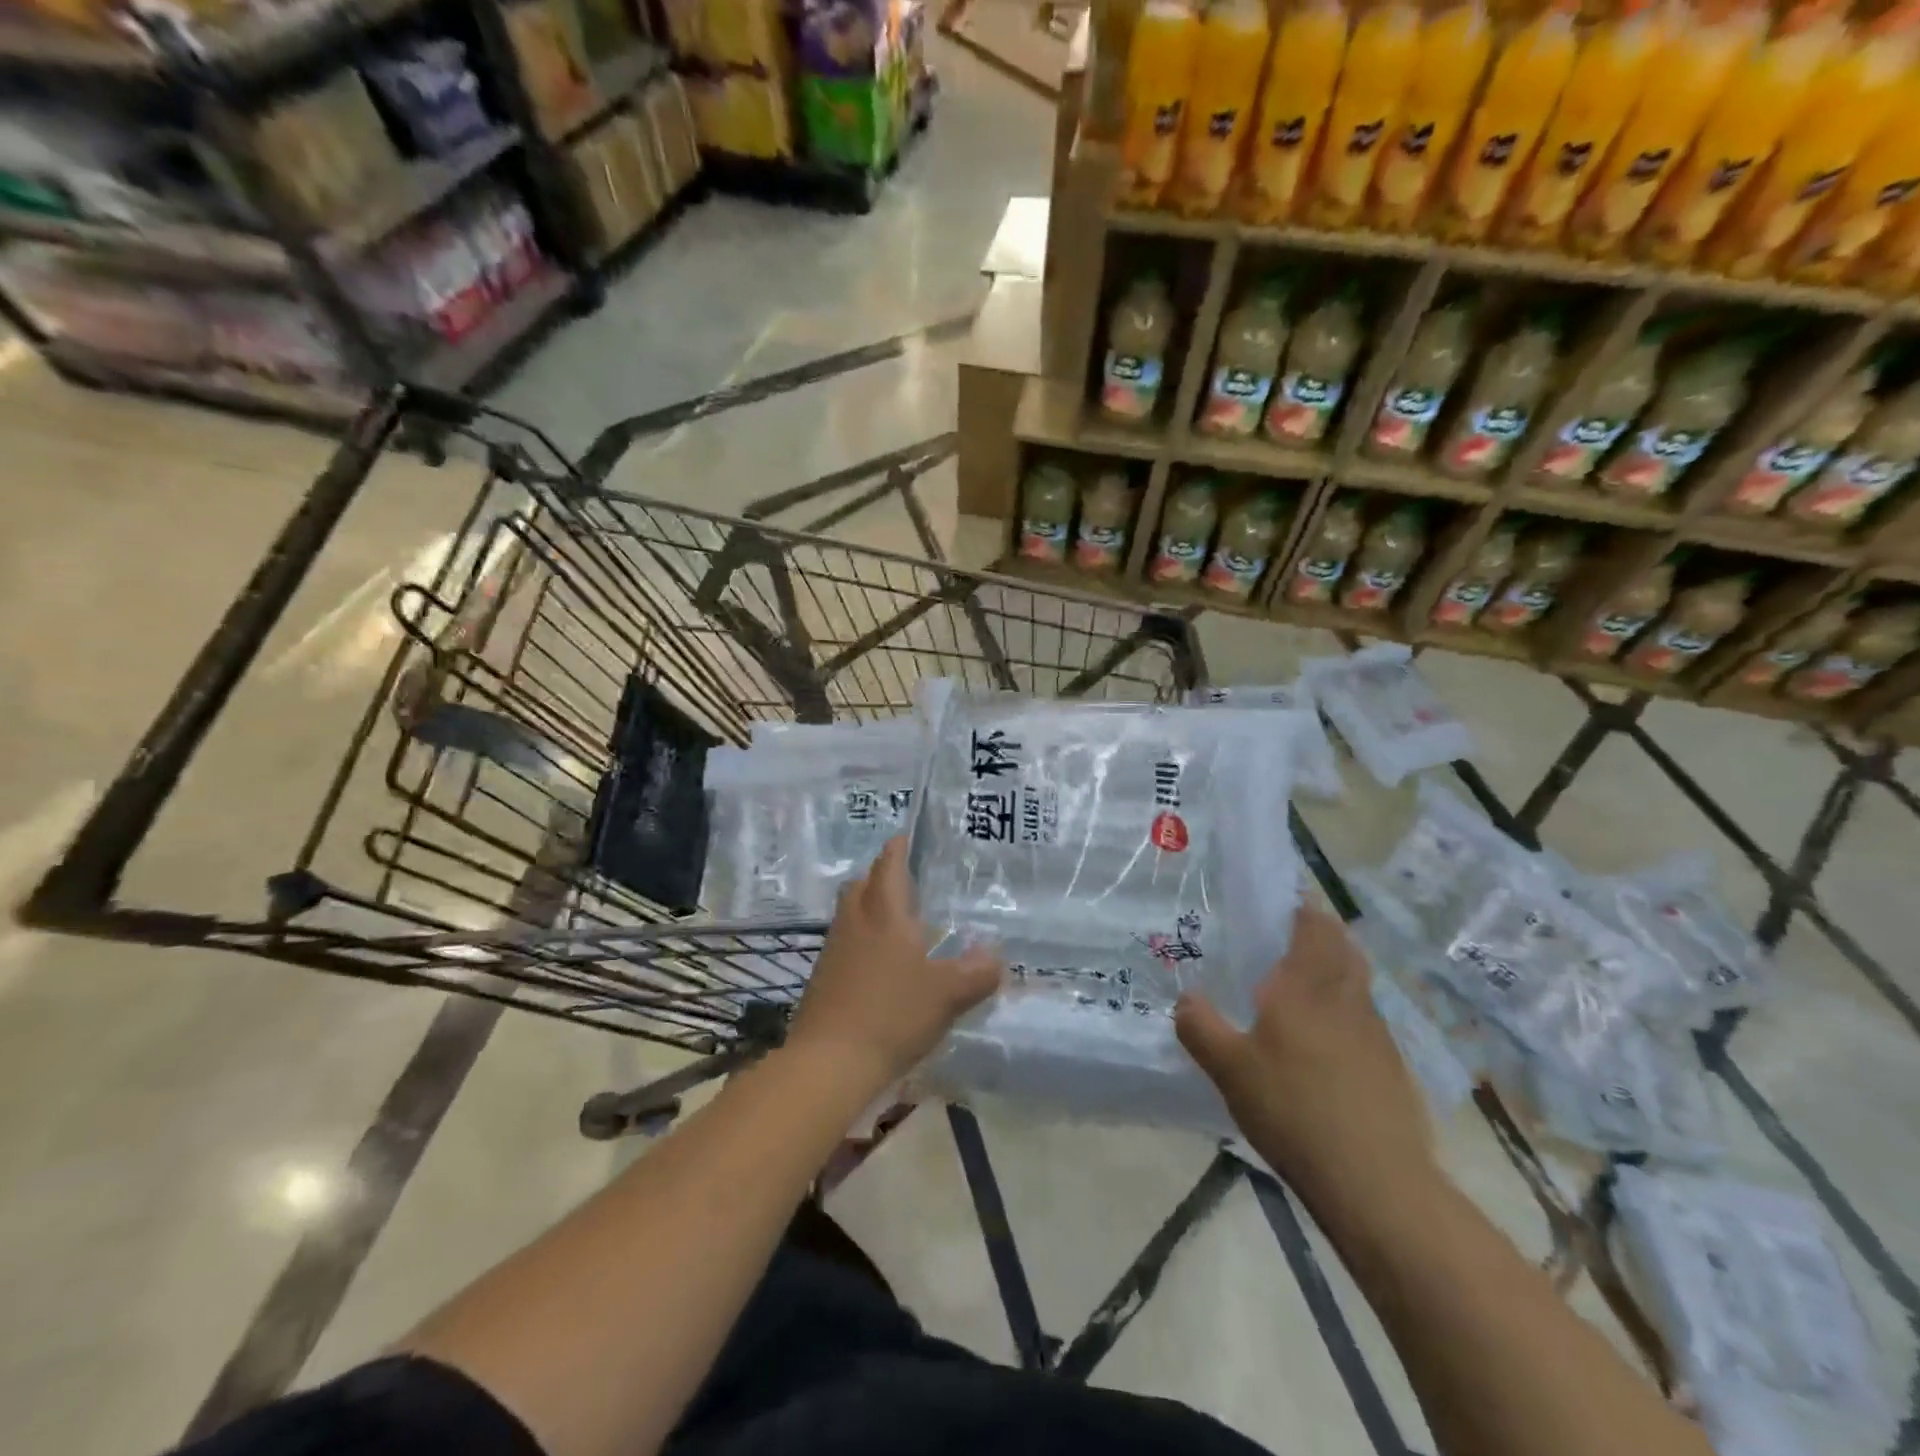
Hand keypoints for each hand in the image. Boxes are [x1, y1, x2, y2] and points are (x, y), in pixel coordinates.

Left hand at [786, 837, 1002, 1094]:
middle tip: (903, 880)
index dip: (897, 850)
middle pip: (861, 886)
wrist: (830, 1062)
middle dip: (879, 877)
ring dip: (868, 909)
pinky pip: (844, 945)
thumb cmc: (893, 1014)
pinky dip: (862, 942)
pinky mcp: (822, 980)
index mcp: (884, 914)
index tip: (904, 838)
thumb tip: (996, 957)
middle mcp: (855, 924)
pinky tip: (881, 966)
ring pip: (850, 915)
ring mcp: (834, 952)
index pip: (888, 867)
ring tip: (897, 923)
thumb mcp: (948, 994)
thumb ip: (977, 973)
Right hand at [1176, 907, 1430, 1200]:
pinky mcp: (1391, 1066)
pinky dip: (1346, 1011)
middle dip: (1321, 933)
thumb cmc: (1293, 1109)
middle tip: (1288, 938)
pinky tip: (1323, 1042)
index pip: (1314, 926)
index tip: (1281, 904)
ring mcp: (1375, 1032)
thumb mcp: (1228, 1069)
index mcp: (1306, 986)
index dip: (1301, 909)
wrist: (1375, 1180)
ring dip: (1336, 970)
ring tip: (1301, 986)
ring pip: (1357, 982)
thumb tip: (1186, 998)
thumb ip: (1200, 1027)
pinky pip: (1365, 1018)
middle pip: (1343, 947)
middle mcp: (1346, 997)